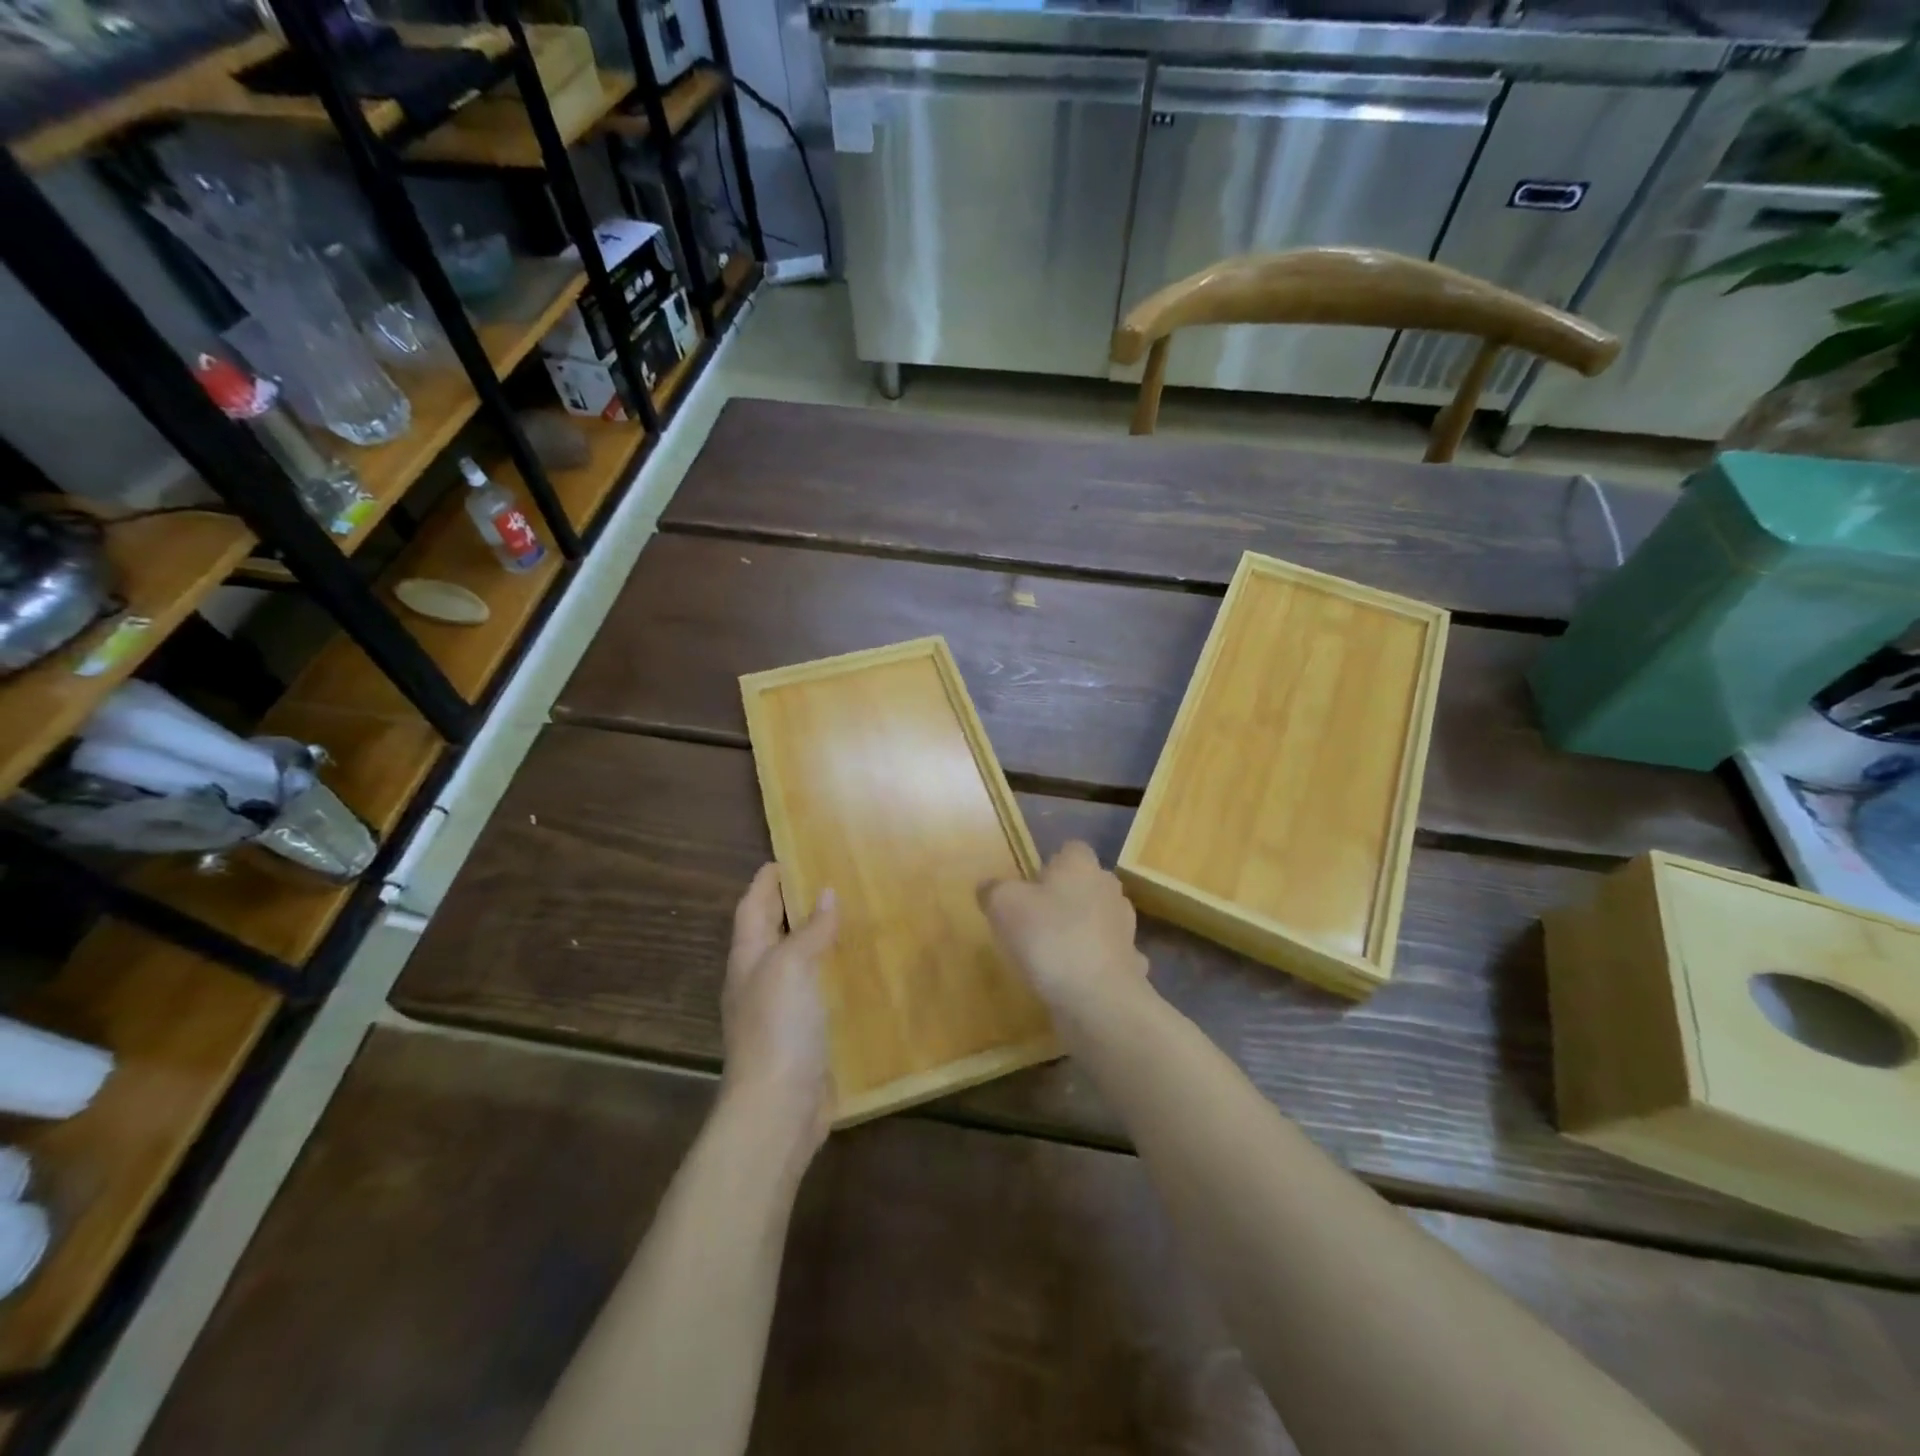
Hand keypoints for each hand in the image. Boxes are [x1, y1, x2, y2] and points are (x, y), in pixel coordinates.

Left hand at [721, 864, 837, 1156]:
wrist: (778, 1108)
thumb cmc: (778, 1027)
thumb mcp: (792, 967)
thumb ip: (810, 931)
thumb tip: (825, 892)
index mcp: (749, 957)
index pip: (753, 906)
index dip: (766, 881)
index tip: (788, 855)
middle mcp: (760, 979)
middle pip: (773, 931)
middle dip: (793, 904)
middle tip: (829, 877)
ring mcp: (781, 1009)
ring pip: (798, 960)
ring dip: (817, 937)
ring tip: (851, 914)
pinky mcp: (804, 1034)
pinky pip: (818, 990)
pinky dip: (834, 972)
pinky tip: (860, 968)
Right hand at [979, 841, 1148, 1014]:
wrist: (1098, 999)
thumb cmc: (1048, 938)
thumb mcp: (1003, 905)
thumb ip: (993, 890)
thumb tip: (989, 886)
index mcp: (1081, 866)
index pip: (1071, 849)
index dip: (1051, 863)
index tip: (1030, 885)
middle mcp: (1109, 889)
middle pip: (1088, 883)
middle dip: (1067, 896)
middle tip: (1036, 918)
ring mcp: (1125, 928)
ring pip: (1101, 919)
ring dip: (1082, 930)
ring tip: (1053, 952)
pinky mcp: (1131, 965)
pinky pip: (1108, 956)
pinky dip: (1094, 963)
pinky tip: (1075, 979)